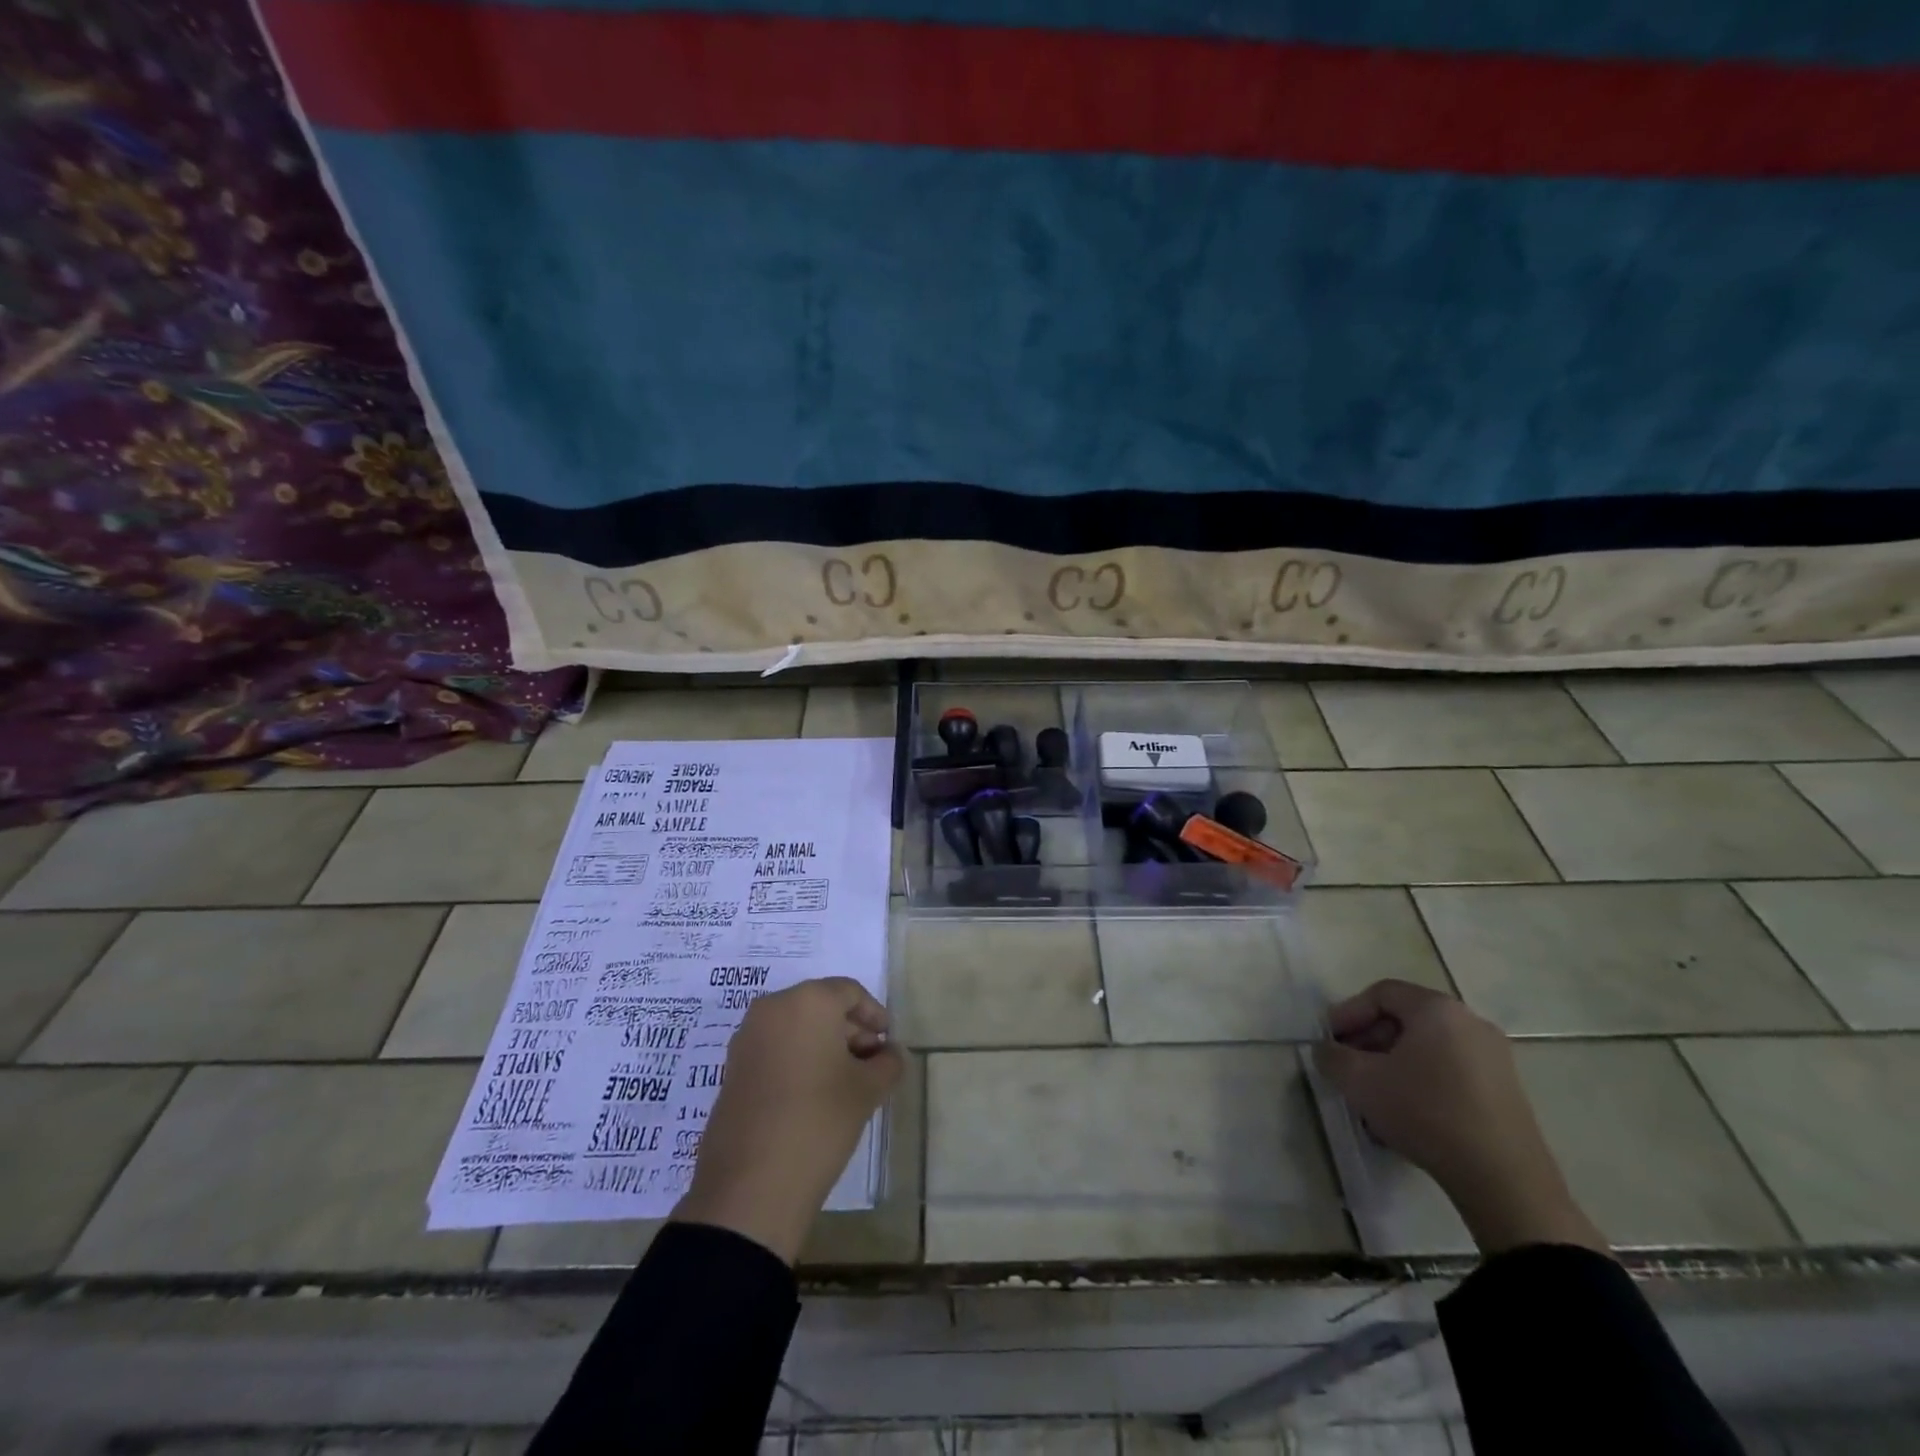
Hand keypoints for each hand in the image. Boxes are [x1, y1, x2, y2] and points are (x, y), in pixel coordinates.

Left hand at [673, 977, 903, 1263]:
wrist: (751, 1185)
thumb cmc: (819, 1121)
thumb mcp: (867, 1091)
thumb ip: (887, 1063)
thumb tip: (891, 1053)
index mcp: (808, 1000)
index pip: (850, 992)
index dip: (874, 1014)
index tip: (888, 1043)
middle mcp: (773, 1007)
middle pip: (821, 1006)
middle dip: (850, 1030)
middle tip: (872, 1064)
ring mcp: (747, 1037)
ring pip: (796, 1027)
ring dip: (824, 1045)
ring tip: (845, 1082)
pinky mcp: (733, 1067)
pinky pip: (775, 1048)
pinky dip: (798, 1059)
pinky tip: (814, 1094)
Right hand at [1313, 979, 1607, 1256]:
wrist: (1504, 1180)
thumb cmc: (1426, 1113)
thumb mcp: (1360, 1082)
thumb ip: (1331, 1057)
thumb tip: (1326, 1051)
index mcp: (1437, 1009)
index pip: (1381, 993)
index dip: (1348, 1013)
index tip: (1330, 1041)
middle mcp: (1470, 1022)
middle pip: (1406, 1018)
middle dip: (1370, 1039)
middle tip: (1349, 1065)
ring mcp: (1495, 1057)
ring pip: (1428, 1046)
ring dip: (1394, 1062)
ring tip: (1374, 1092)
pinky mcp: (1507, 1089)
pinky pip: (1451, 1069)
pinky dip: (1423, 1079)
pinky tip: (1407, 1111)